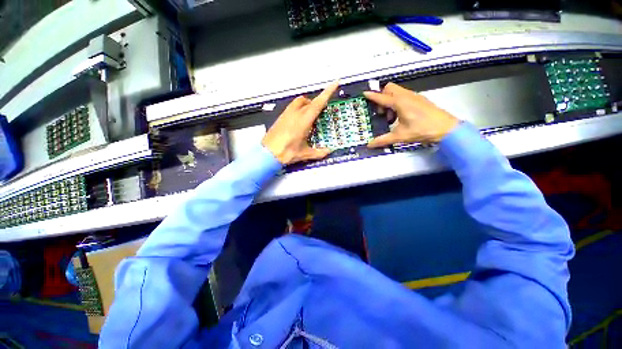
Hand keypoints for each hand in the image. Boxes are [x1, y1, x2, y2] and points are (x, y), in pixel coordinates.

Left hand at [262, 82, 338, 164]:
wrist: (267, 154)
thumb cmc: (287, 152)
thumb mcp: (305, 154)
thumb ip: (319, 153)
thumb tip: (329, 151)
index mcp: (303, 121)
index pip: (318, 104)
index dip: (327, 93)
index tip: (335, 83)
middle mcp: (295, 113)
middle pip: (308, 101)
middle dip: (317, 102)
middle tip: (321, 112)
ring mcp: (286, 114)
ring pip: (299, 102)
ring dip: (307, 104)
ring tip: (310, 116)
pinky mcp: (280, 117)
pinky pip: (292, 107)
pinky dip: (299, 108)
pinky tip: (298, 121)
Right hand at [364, 82, 459, 146]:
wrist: (446, 128)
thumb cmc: (422, 130)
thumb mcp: (400, 136)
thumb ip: (383, 140)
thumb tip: (369, 145)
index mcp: (400, 102)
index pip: (382, 97)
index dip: (372, 96)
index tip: (364, 94)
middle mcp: (407, 96)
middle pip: (389, 88)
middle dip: (382, 97)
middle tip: (382, 112)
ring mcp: (415, 96)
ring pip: (397, 92)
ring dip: (390, 101)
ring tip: (392, 118)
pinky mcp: (420, 99)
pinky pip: (404, 96)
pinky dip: (398, 102)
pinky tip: (401, 116)